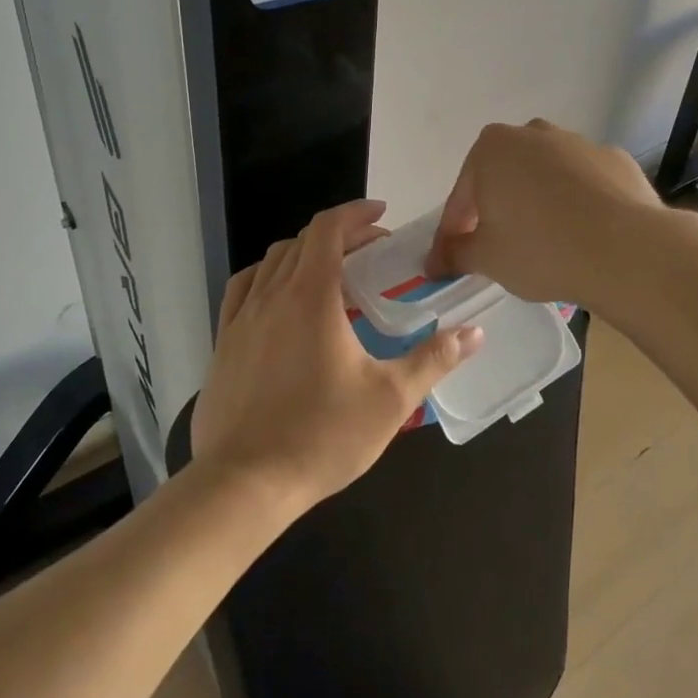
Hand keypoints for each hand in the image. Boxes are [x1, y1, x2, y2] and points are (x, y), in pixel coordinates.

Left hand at [192, 199, 484, 514]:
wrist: (244, 484)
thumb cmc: (322, 435)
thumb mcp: (391, 398)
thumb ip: (434, 359)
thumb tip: (475, 332)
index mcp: (311, 295)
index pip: (328, 228)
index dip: (356, 213)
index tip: (382, 214)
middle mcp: (272, 294)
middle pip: (303, 241)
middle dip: (339, 235)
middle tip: (371, 253)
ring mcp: (240, 317)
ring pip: (272, 261)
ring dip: (304, 254)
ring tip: (331, 274)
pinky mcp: (223, 342)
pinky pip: (244, 288)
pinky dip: (268, 277)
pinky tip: (280, 300)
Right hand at [427, 120, 662, 307]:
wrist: (627, 249)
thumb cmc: (541, 249)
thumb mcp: (486, 259)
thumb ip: (455, 254)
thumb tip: (436, 261)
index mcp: (491, 149)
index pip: (461, 197)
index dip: (453, 233)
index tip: (449, 262)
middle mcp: (533, 133)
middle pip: (503, 177)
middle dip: (496, 210)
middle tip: (497, 249)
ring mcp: (578, 143)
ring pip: (545, 176)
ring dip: (538, 203)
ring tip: (546, 243)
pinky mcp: (615, 160)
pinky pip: (584, 183)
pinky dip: (577, 203)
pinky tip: (584, 235)